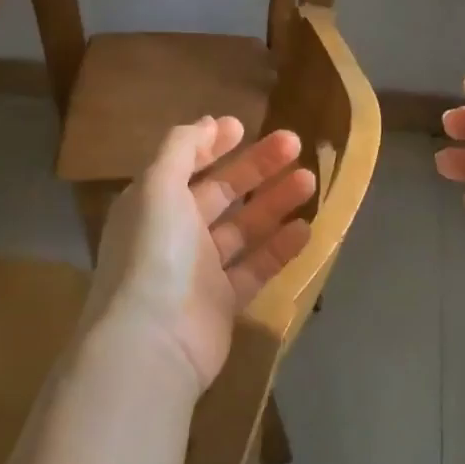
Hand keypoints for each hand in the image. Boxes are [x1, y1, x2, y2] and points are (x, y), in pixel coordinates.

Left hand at [89, 116, 316, 390]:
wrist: (154, 341)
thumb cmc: (155, 252)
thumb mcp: (158, 185)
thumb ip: (181, 147)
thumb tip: (208, 122)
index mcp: (154, 203)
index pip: (185, 164)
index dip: (212, 144)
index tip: (244, 127)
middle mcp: (175, 232)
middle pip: (221, 192)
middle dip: (256, 166)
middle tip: (294, 143)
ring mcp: (200, 269)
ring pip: (244, 228)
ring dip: (275, 202)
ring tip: (310, 179)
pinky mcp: (224, 302)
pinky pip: (256, 267)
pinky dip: (280, 248)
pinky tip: (307, 228)